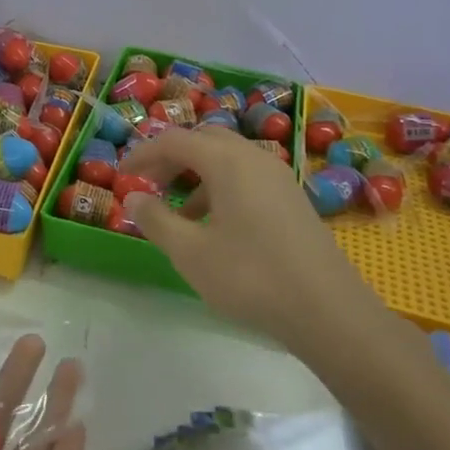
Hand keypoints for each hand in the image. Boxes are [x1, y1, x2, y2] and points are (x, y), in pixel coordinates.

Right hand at [121, 125, 385, 349]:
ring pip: (228, 159)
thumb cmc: (251, 276)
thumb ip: (156, 220)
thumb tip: (134, 197)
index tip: (122, 175)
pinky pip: (247, 177)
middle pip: (205, 140)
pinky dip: (222, 187)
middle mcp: (254, 157)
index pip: (175, 140)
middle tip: (150, 184)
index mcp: (227, 161)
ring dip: (197, 175)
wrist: (328, 309)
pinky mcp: (292, 198)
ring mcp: (278, 177)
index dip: (144, 153)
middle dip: (172, 158)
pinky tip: (216, 228)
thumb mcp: (191, 253)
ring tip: (180, 215)